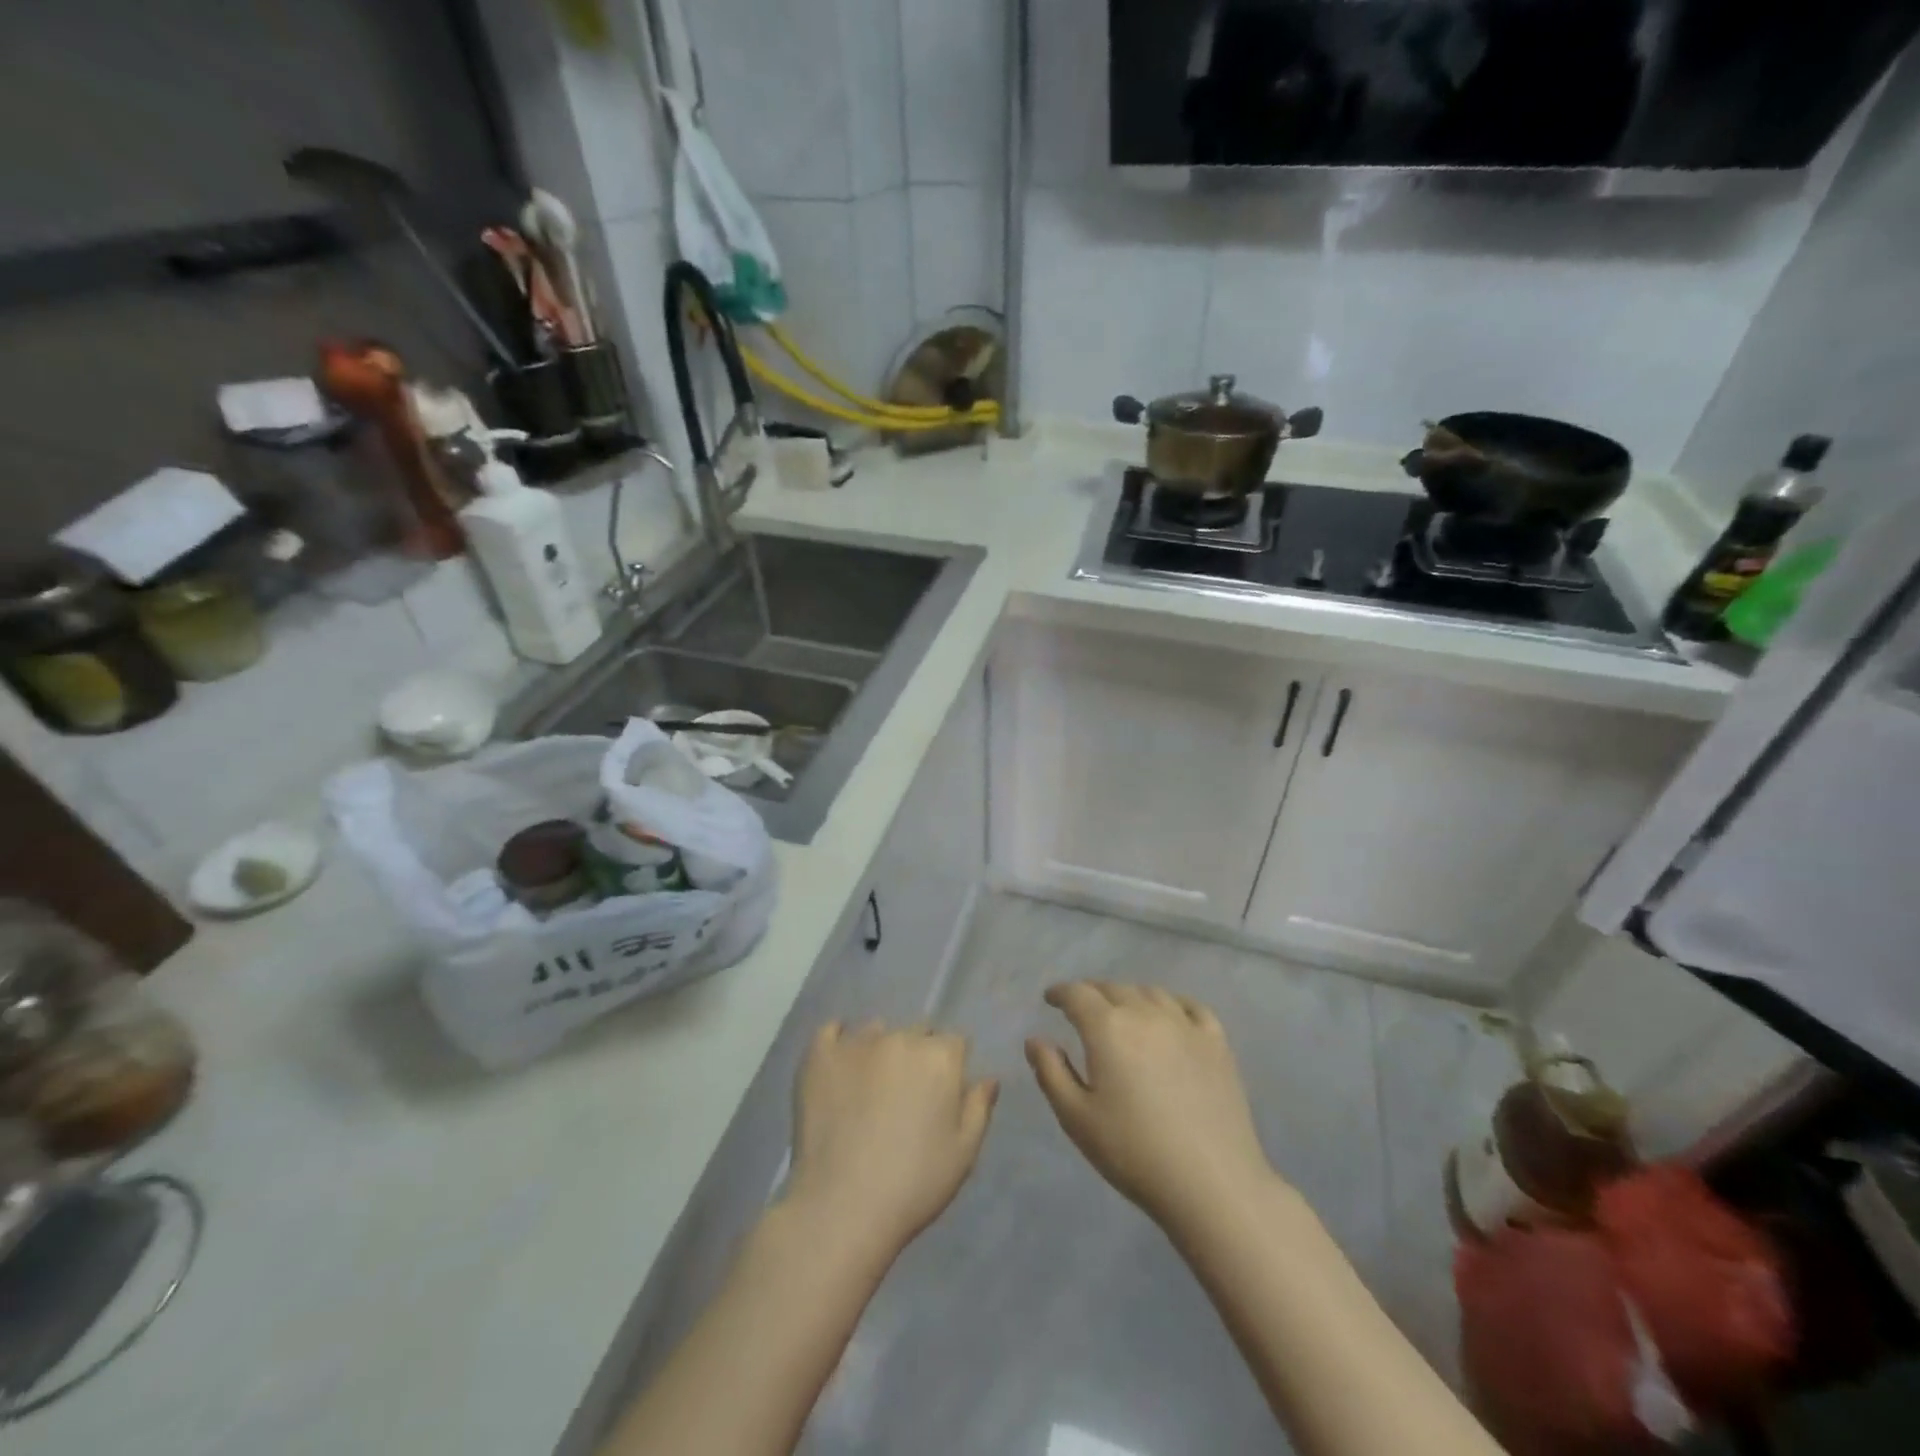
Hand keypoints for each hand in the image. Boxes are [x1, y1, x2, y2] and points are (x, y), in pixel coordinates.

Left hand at [782, 1021, 997, 1260]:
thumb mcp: (963, 1154)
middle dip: (917, 1055)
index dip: (950, 1066)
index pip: (954, 1042)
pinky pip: (830, 1030)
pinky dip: (838, 1039)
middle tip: (906, 1094)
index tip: (941, 1093)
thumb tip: (988, 1078)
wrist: (843, 1207)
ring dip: (880, 1048)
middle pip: (916, 1032)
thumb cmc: (914, 1185)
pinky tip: (839, 1061)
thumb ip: (979, 1108)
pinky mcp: (820, 1055)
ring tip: (869, 1086)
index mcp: (940, 1057)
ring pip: (876, 1030)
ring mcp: (857, 1043)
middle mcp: (901, 1038)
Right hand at [1026, 982, 1277, 1232]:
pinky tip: (1171, 1015)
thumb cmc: (1134, 1152)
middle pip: (1113, 988)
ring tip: (1123, 1011)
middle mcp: (1145, 1013)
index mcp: (1107, 1028)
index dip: (1060, 992)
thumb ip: (1052, 1073)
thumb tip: (1035, 1039)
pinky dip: (1173, 1003)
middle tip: (1082, 1008)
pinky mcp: (1217, 1043)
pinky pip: (1191, 1007)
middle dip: (1092, 993)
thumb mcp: (1077, 1119)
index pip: (1077, 994)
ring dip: (1129, 995)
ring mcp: (1185, 1025)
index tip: (1050, 999)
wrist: (1211, 1182)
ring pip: (1151, 993)